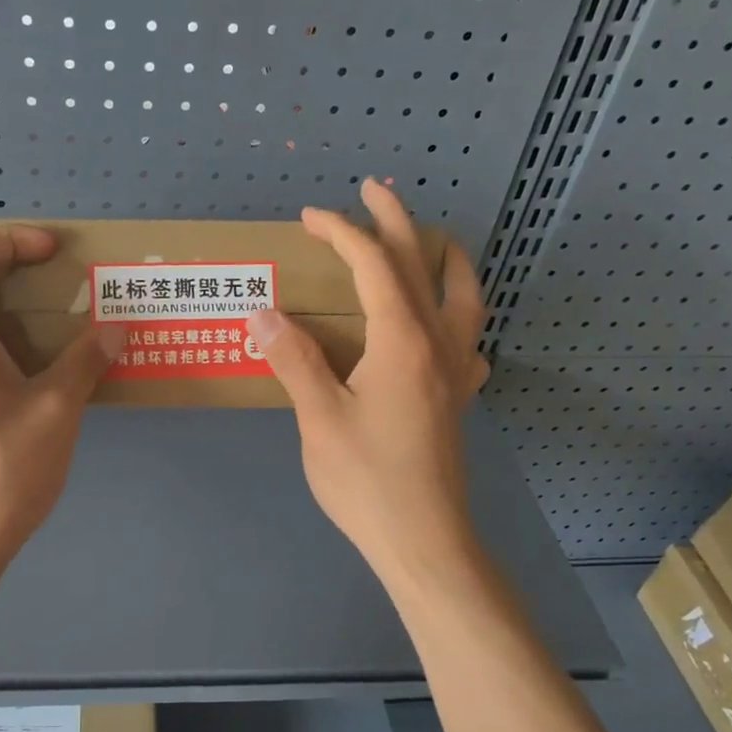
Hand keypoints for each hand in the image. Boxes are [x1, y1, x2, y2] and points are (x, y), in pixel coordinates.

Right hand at [246, 179, 489, 581]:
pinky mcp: (457, 399)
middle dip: (395, 221)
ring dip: (444, 258)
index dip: (342, 233)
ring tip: (430, 241)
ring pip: (462, 296)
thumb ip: (294, 361)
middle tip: (373, 190)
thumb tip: (263, 313)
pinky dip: (459, 313)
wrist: (423, 540)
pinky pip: (469, 339)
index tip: (311, 217)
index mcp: (402, 341)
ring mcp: (456, 372)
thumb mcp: (319, 419)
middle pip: (421, 266)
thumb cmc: (367, 481)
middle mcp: (438, 344)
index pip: (373, 266)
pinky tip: (445, 326)